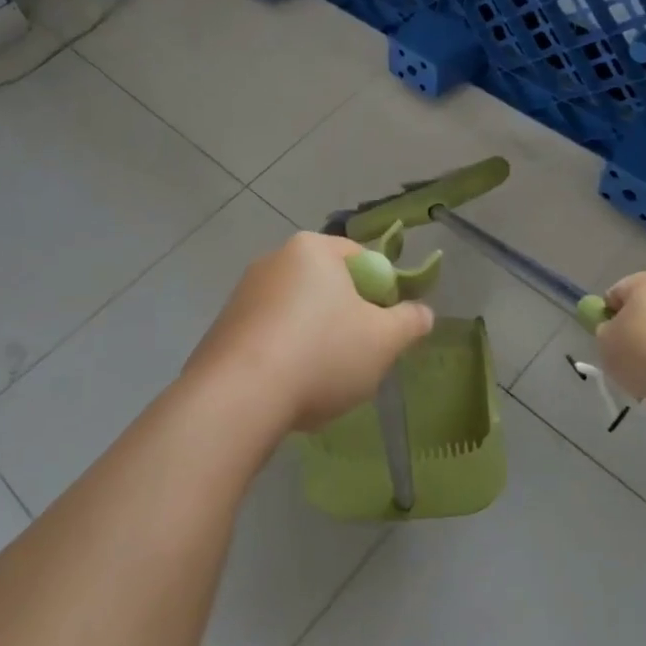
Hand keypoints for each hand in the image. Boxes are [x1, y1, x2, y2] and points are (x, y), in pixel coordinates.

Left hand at [185, 232, 435, 433]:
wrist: (239, 396)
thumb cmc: (322, 354)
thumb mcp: (384, 340)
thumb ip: (410, 322)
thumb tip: (423, 312)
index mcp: (312, 249)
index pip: (361, 258)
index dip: (383, 291)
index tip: (387, 327)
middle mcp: (273, 260)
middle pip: (327, 286)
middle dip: (347, 319)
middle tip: (361, 356)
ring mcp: (243, 294)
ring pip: (298, 314)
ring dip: (316, 341)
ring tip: (323, 382)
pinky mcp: (223, 329)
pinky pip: (269, 337)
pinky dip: (285, 357)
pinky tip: (290, 390)